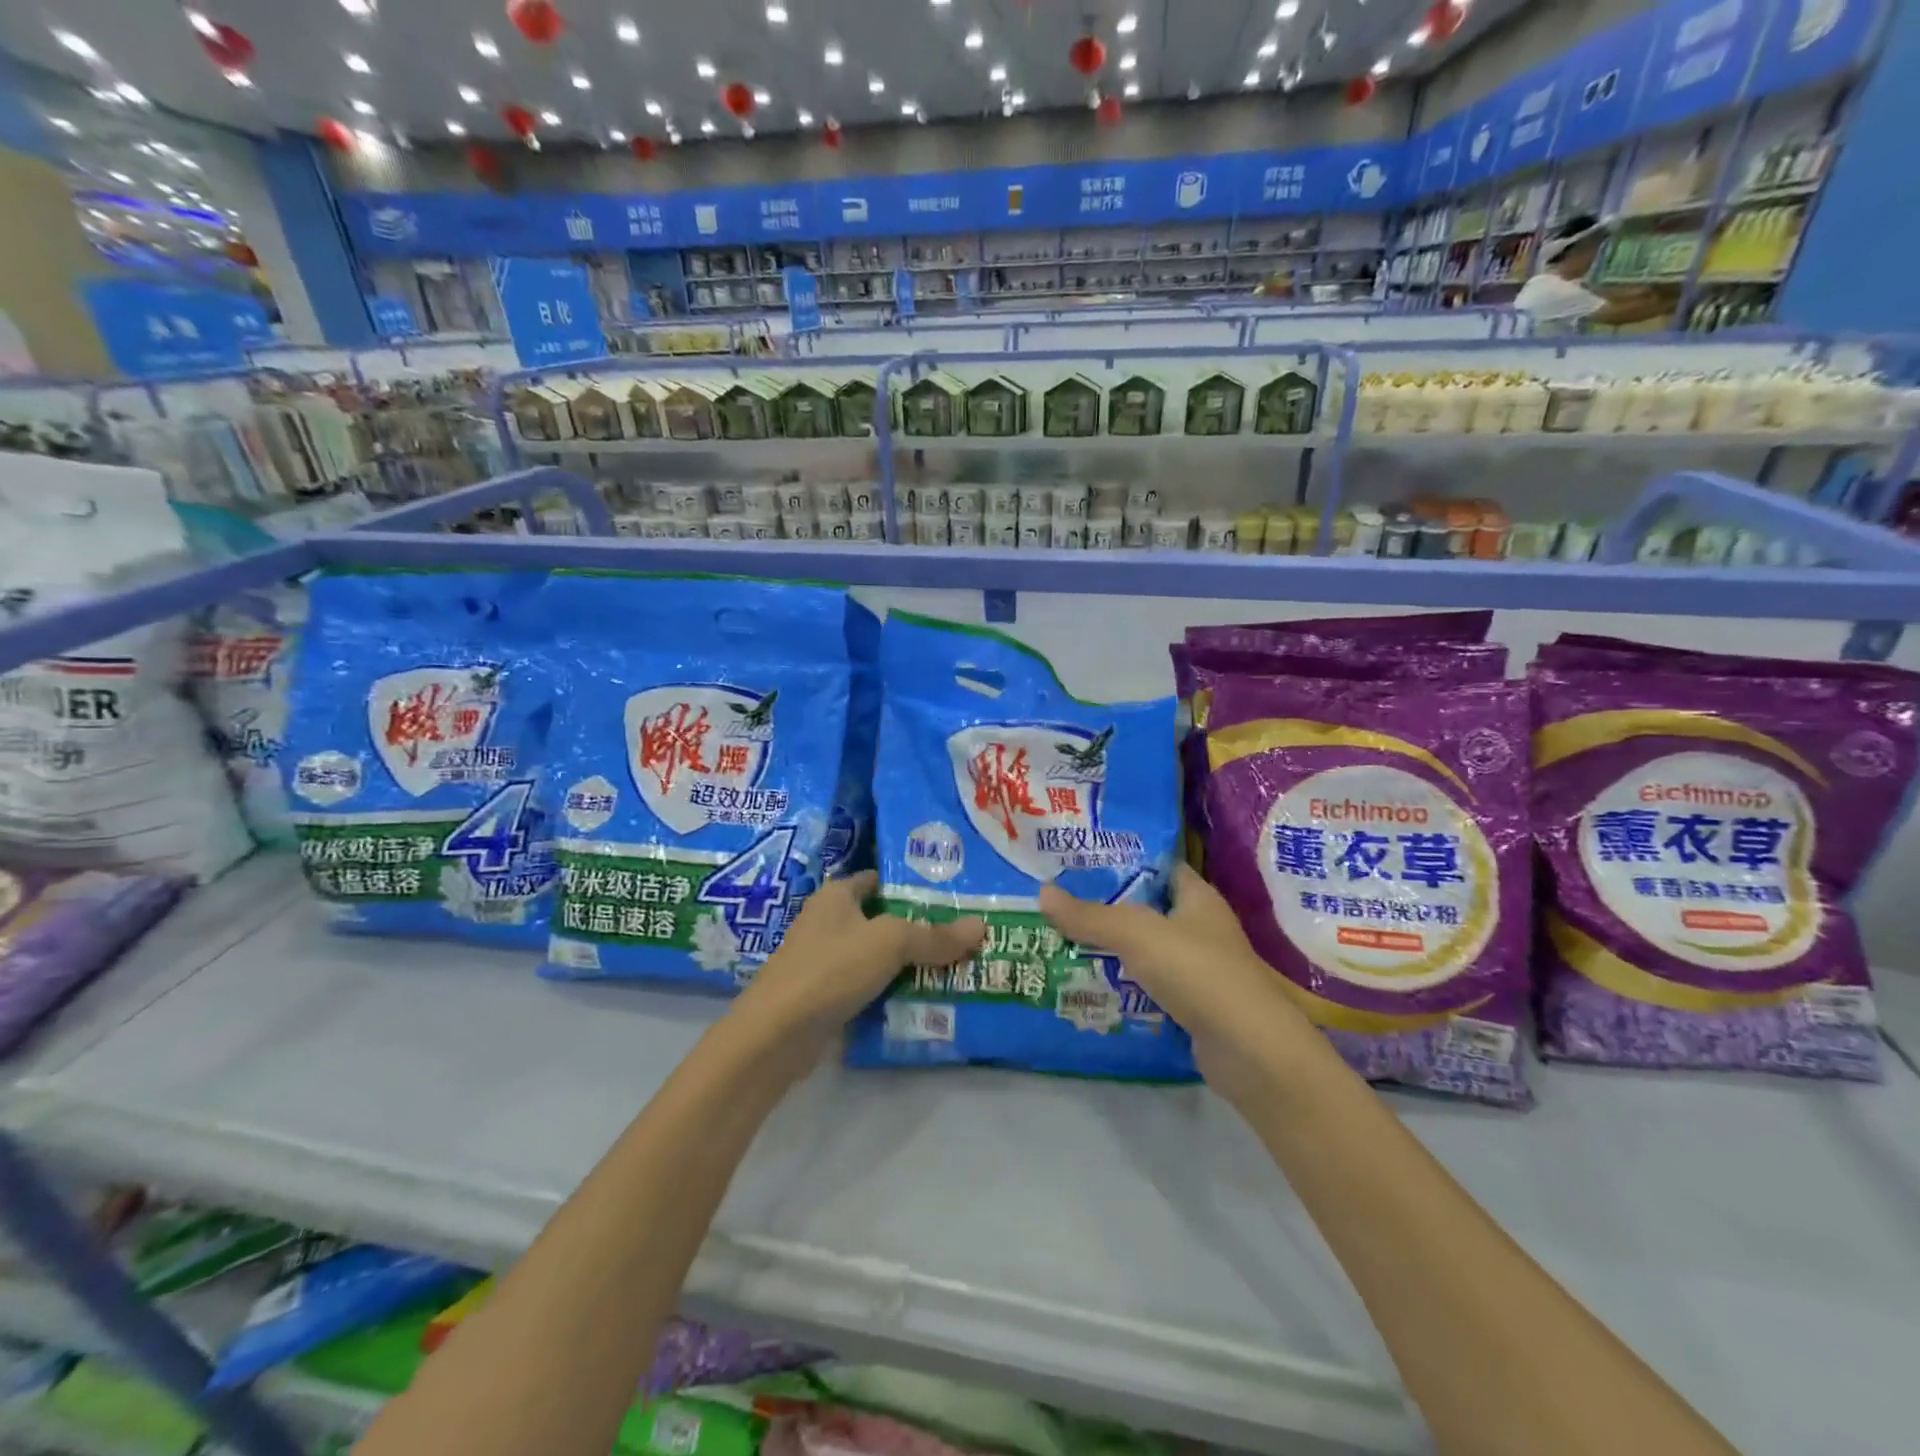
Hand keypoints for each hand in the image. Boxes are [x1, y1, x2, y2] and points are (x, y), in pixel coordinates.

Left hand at [737, 871, 984, 1040]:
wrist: (774, 1036)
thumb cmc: (830, 969)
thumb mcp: (889, 943)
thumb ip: (934, 936)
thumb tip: (981, 927)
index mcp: (837, 895)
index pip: (880, 879)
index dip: (913, 885)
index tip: (953, 896)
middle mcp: (828, 922)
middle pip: (883, 920)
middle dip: (920, 929)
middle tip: (965, 936)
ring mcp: (824, 962)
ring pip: (877, 957)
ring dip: (909, 965)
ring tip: (956, 969)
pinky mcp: (825, 998)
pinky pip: (868, 988)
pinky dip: (892, 993)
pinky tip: (924, 1003)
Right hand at [1039, 865, 1310, 1097]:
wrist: (1249, 1050)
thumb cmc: (1197, 971)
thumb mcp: (1136, 934)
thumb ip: (1090, 916)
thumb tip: (1042, 894)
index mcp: (1197, 897)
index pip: (1158, 866)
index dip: (1123, 861)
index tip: (1079, 862)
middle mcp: (1201, 928)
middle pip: (1147, 910)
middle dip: (1107, 909)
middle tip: (1060, 906)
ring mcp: (1200, 970)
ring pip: (1147, 952)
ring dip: (1112, 952)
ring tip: (1063, 944)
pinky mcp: (1194, 1007)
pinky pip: (1151, 988)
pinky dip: (1126, 988)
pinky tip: (1091, 988)